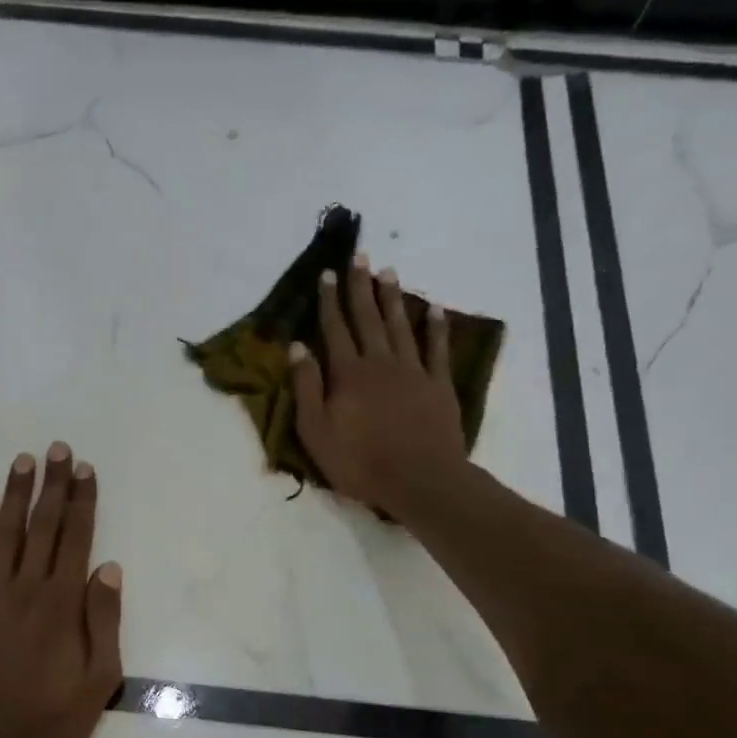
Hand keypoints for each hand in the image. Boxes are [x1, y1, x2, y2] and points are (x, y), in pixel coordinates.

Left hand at [0, 443, 123, 737]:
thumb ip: (104, 621)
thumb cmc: (49, 720)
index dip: (82, 501)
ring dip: (17, 494)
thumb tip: (107, 568)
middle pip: (43, 526)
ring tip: (24, 460)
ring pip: (6, 533)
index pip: (76, 539)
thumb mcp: (98, 680)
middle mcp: (25, 588)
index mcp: (61, 604)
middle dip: (53, 485)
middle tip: (57, 449)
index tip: (85, 469)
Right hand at [290, 254, 468, 519]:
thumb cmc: (359, 462)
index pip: (335, 329)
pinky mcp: (439, 384)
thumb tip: (297, 347)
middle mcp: (380, 362)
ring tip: (388, 272)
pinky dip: (435, 327)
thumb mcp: (316, 431)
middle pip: (368, 318)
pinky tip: (433, 308)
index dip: (329, 301)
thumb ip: (307, 387)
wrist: (419, 480)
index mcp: (348, 374)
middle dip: (361, 287)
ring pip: (400, 325)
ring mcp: (413, 371)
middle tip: (360, 257)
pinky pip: (437, 348)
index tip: (327, 274)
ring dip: (393, 298)